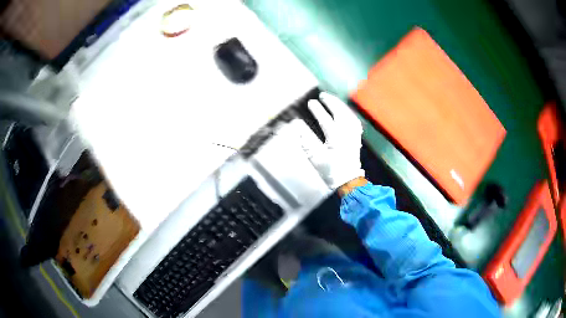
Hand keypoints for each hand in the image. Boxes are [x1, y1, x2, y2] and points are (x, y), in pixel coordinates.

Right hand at [298, 92, 364, 189]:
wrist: (348, 181)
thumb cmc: (331, 170)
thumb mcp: (315, 157)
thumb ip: (306, 140)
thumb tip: (296, 125)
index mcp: (336, 137)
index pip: (325, 119)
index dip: (317, 110)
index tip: (310, 102)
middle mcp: (347, 133)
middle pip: (340, 112)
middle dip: (331, 102)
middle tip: (323, 95)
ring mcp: (354, 135)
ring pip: (349, 115)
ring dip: (341, 106)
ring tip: (333, 101)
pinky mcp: (357, 139)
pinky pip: (355, 122)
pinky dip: (349, 114)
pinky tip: (346, 113)